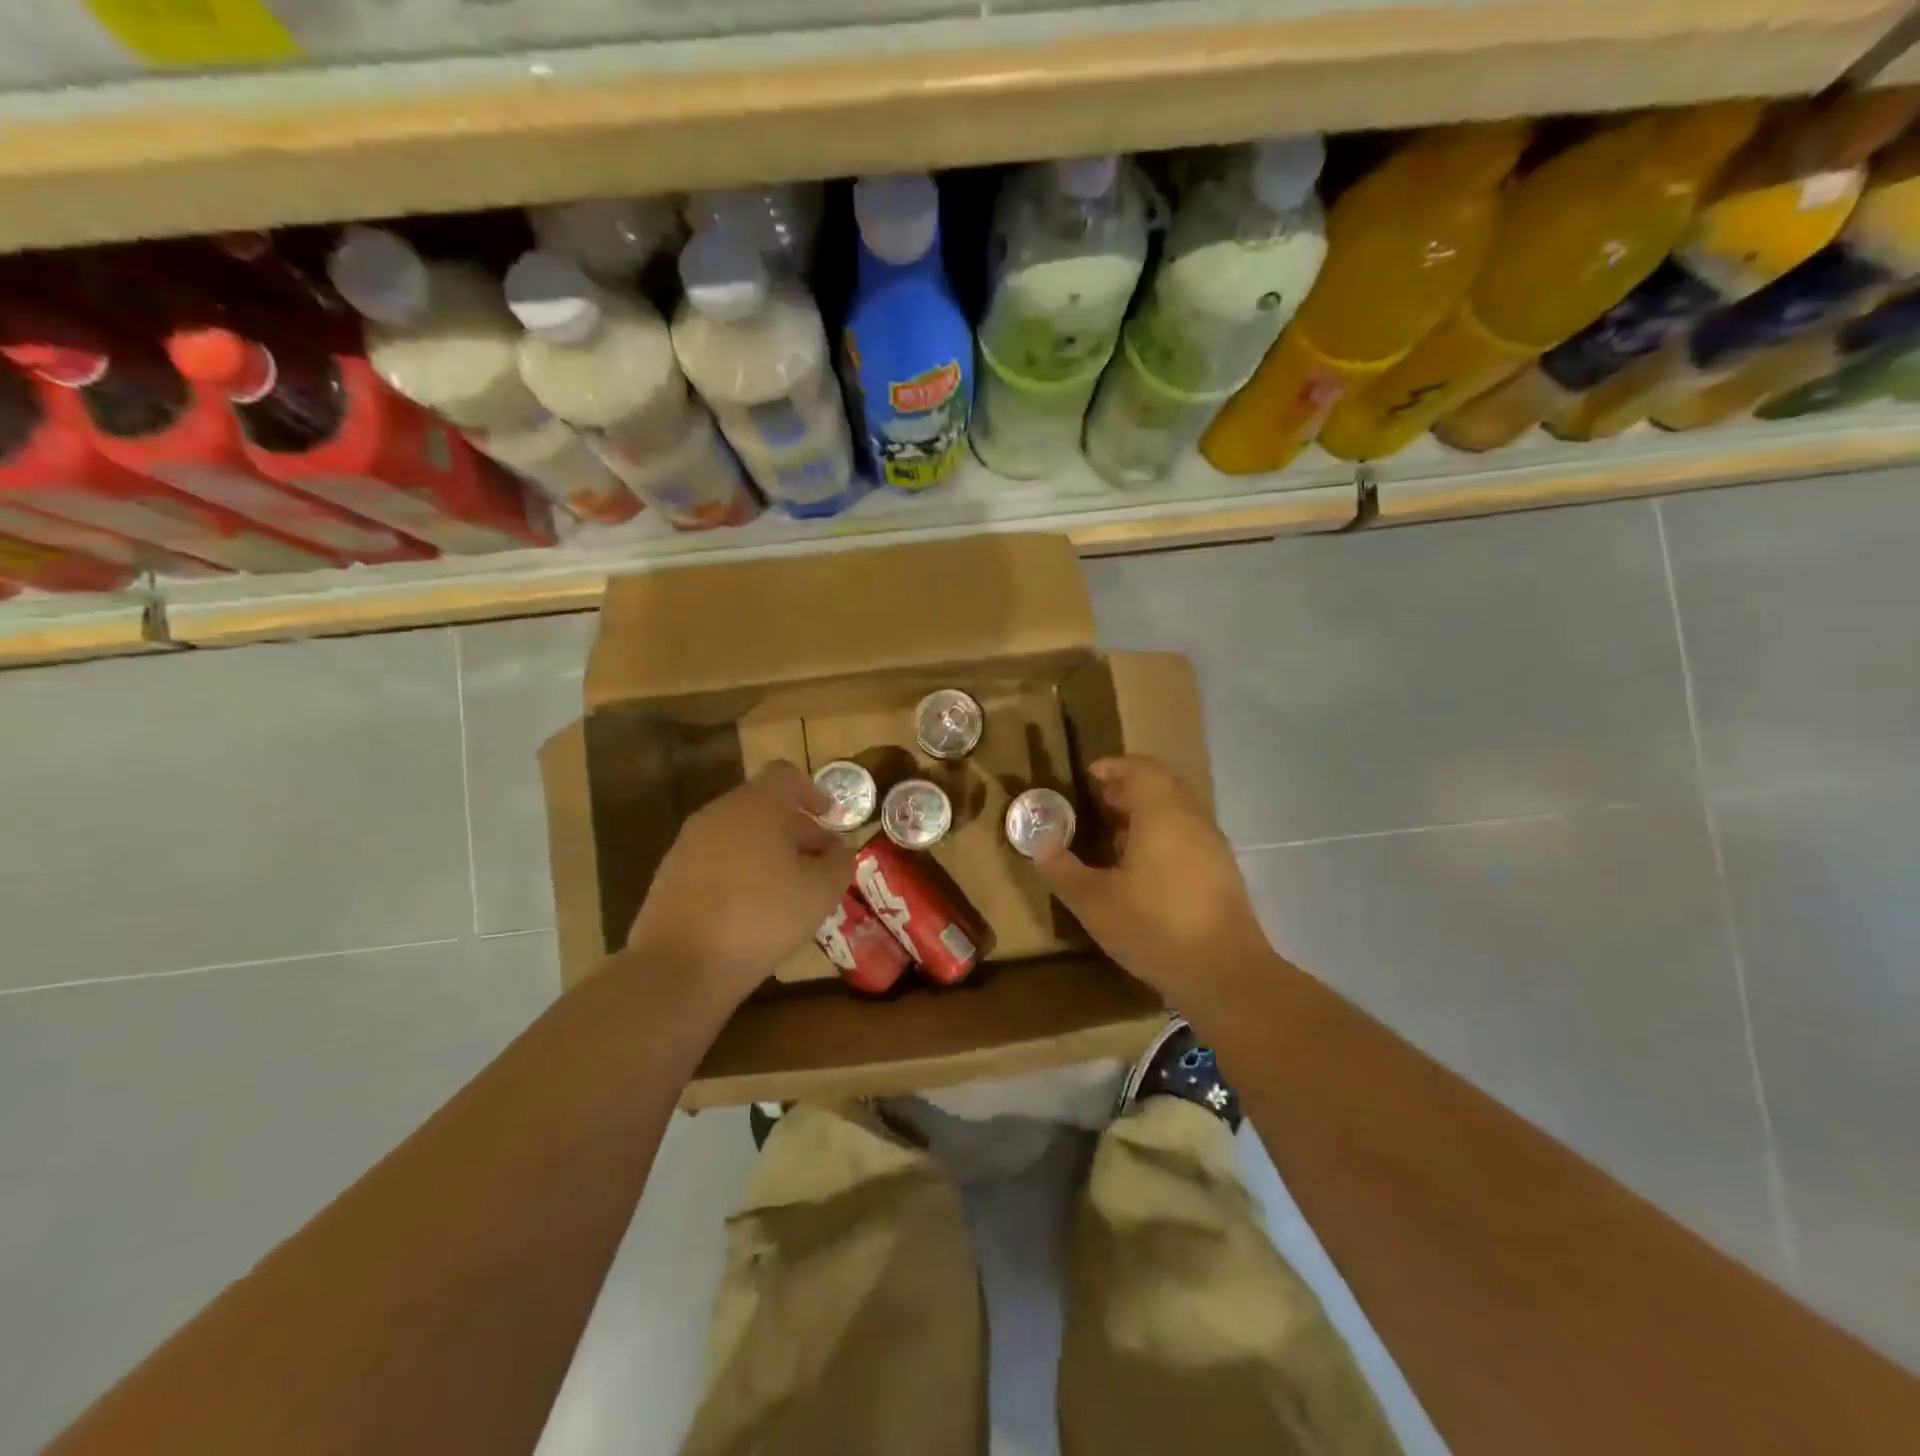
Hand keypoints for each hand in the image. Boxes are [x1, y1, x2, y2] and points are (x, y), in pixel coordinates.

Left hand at [624, 761, 852, 1006]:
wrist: (678, 966)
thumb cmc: (762, 917)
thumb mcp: (821, 892)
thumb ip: (839, 862)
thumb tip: (838, 849)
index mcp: (757, 805)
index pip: (786, 775)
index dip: (813, 792)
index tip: (830, 819)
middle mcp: (718, 813)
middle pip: (762, 805)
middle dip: (795, 829)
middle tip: (818, 863)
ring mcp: (688, 843)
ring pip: (738, 834)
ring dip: (767, 852)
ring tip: (788, 891)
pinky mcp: (670, 875)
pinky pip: (716, 860)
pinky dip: (739, 872)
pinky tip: (751, 911)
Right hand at [1035, 755, 1272, 1002]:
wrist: (1225, 975)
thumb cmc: (1154, 927)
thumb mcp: (1093, 902)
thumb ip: (1062, 869)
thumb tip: (1040, 845)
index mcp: (1162, 814)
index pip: (1140, 769)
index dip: (1113, 767)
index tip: (1089, 776)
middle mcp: (1192, 820)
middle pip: (1162, 786)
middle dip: (1129, 789)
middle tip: (1099, 803)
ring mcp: (1213, 847)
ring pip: (1178, 813)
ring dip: (1147, 815)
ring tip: (1115, 838)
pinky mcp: (1223, 873)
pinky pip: (1189, 837)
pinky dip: (1164, 837)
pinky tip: (1143, 871)